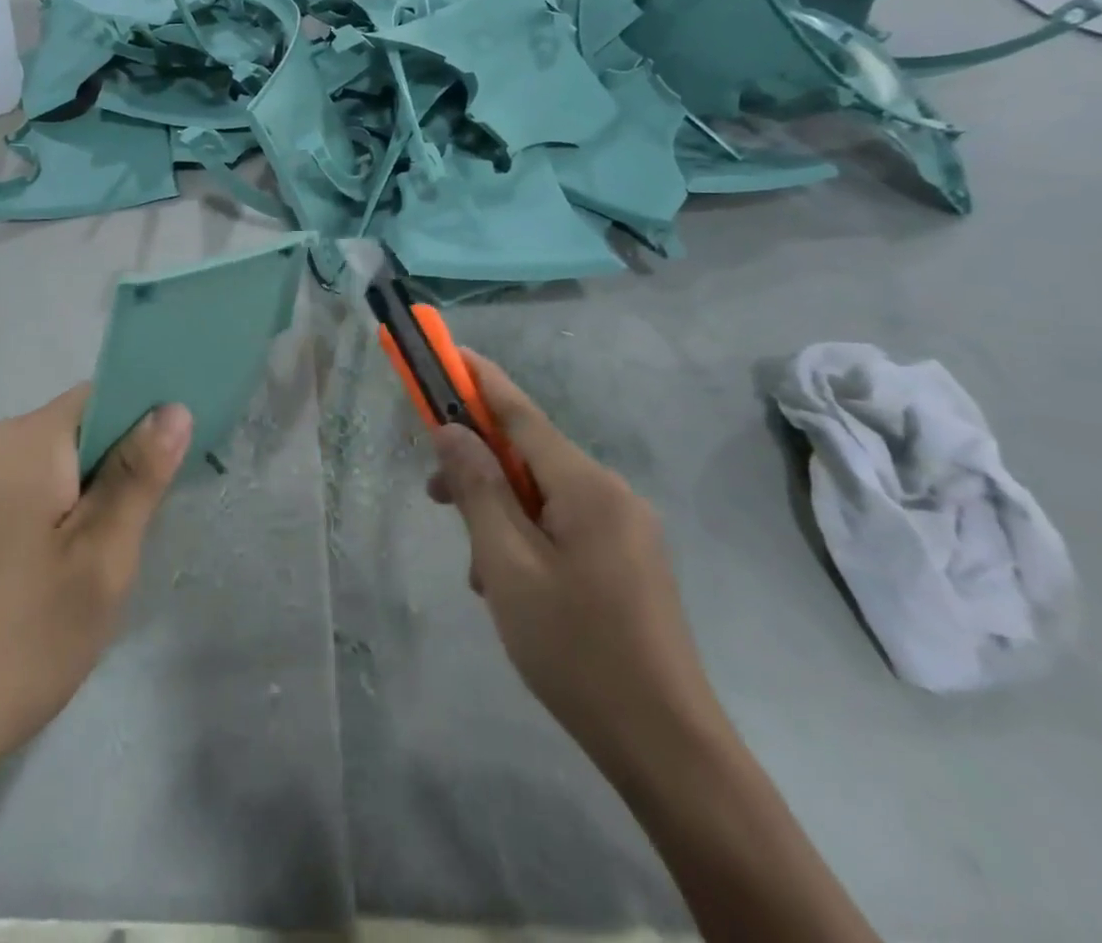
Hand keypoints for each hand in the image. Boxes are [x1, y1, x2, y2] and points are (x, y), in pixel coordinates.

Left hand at [0, 388, 193, 808]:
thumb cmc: (19, 641)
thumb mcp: (100, 560)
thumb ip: (138, 476)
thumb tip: (173, 408)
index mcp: (22, 442)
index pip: (100, 397)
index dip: (143, 423)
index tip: (168, 475)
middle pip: (72, 432)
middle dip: (112, 471)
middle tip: (132, 538)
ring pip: (46, 469)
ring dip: (81, 500)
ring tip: (93, 566)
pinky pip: (15, 496)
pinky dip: (46, 519)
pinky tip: (47, 580)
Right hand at [427, 352, 727, 777]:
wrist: (668, 749)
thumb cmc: (576, 650)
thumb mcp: (508, 567)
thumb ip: (477, 490)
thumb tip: (450, 430)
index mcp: (587, 486)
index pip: (520, 412)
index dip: (478, 379)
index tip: (446, 352)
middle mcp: (612, 493)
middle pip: (529, 456)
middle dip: (478, 467)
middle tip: (434, 497)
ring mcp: (625, 528)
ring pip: (543, 497)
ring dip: (500, 515)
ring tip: (478, 573)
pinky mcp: (628, 559)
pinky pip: (563, 526)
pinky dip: (526, 539)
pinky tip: (510, 589)